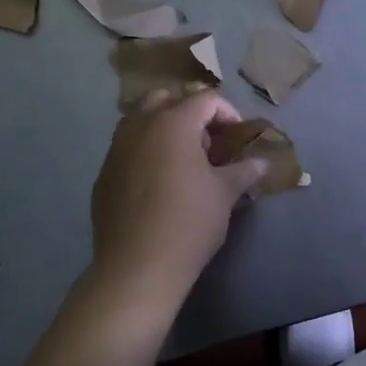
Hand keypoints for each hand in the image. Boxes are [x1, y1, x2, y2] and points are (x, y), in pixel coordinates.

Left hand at [89, 90, 264, 315]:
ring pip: (141, 120)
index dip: (228, 113)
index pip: (206, 99)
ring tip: (184, 159)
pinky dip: (145, 151)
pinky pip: (127, 148)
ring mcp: (116, 149)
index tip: (238, 138)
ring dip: (164, 128)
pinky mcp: (104, 174)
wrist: (137, 267)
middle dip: (190, 112)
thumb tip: (262, 163)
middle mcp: (140, 126)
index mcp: (173, 122)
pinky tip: (159, 183)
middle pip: (166, 98)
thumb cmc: (189, 222)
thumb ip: (244, 170)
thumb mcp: (225, 193)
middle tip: (208, 141)